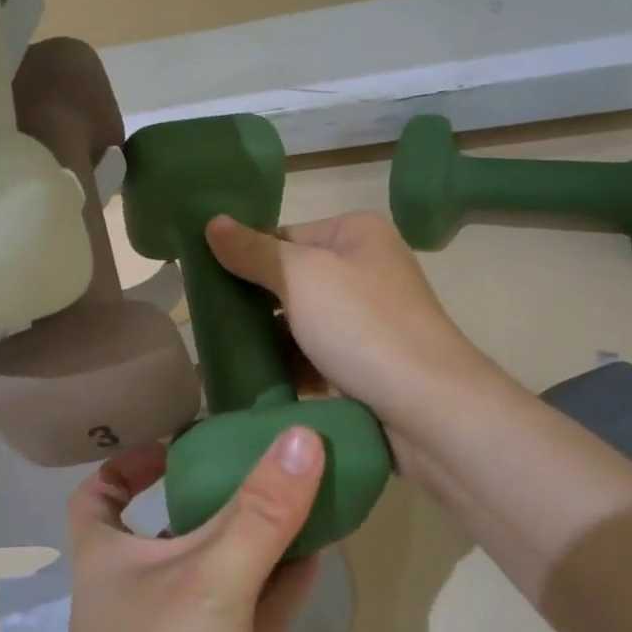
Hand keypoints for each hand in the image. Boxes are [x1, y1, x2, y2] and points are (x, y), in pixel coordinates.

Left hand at [29, 433, 323, 631]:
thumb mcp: (207, 581)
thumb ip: (260, 512)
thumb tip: (301, 435)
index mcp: (110, 555)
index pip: (101, 494)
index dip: (127, 463)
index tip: (175, 441)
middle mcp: (144, 587)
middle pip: (177, 522)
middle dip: (218, 490)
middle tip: (271, 453)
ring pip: (226, 567)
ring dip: (262, 535)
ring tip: (309, 489)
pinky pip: (254, 612)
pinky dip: (282, 583)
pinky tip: (319, 553)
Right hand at [205, 213, 501, 438]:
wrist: (428, 409)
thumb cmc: (362, 326)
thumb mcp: (300, 277)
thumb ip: (253, 251)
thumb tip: (212, 222)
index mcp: (356, 234)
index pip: (282, 235)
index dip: (243, 256)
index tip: (203, 282)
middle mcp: (366, 269)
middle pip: (291, 279)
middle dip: (252, 301)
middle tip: (206, 321)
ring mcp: (368, 319)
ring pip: (300, 321)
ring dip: (266, 337)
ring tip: (219, 352)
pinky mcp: (366, 362)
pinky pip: (315, 355)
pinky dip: (289, 364)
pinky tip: (252, 378)